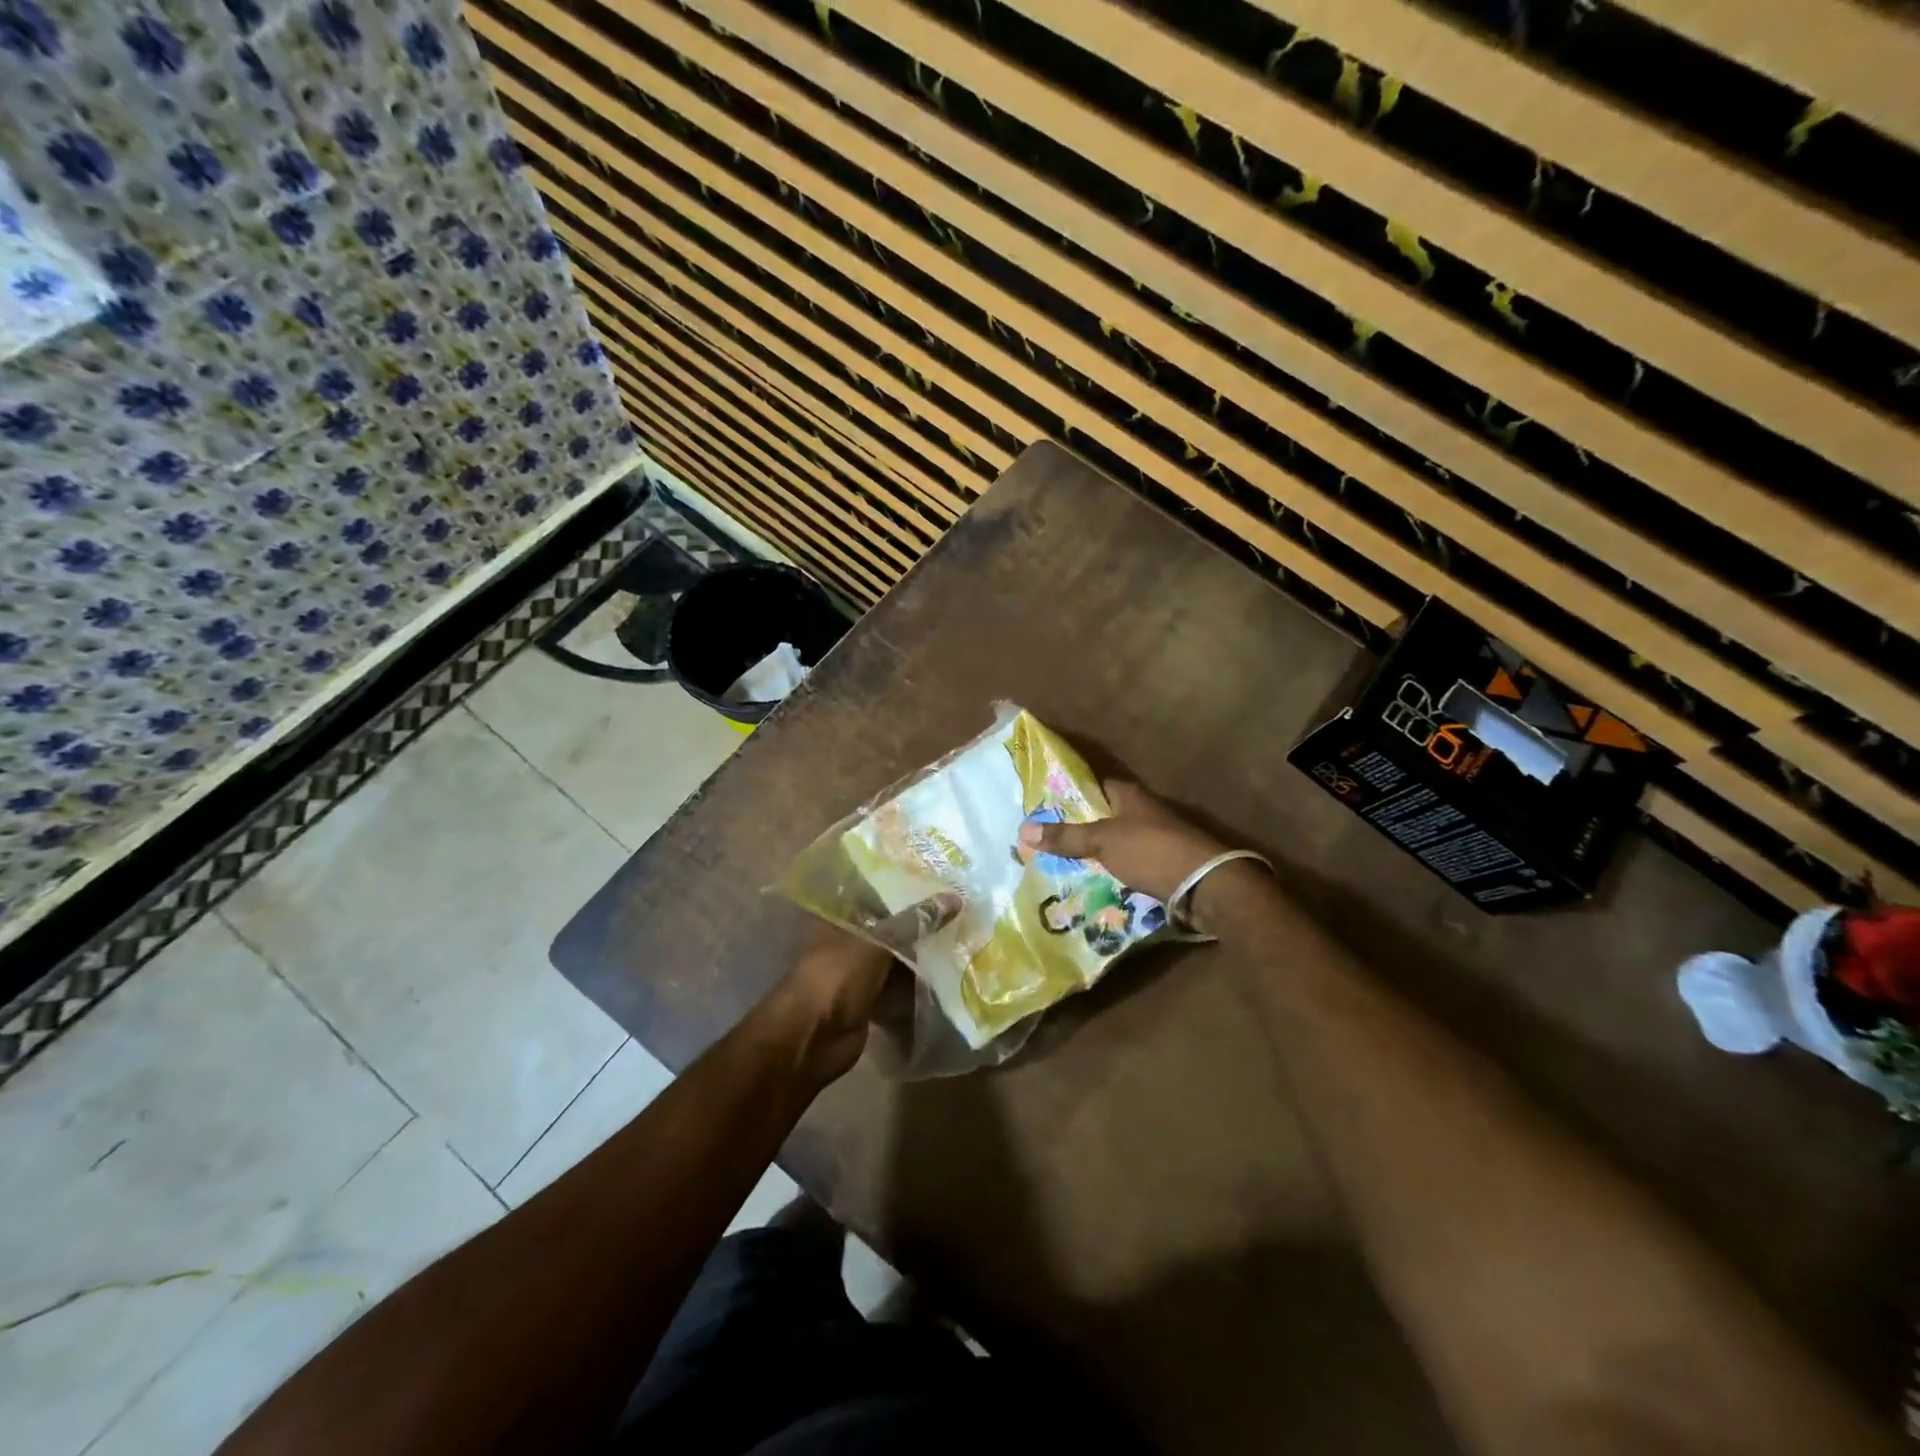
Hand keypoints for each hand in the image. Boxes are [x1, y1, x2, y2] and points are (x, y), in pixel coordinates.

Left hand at [764, 894, 961, 1086]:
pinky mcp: (869, 1002)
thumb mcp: (878, 941)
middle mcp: (849, 941)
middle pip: (889, 927)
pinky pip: (899, 988)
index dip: (904, 886)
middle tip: (961, 909)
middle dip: (919, 923)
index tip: (939, 879)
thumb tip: (954, 898)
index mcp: (841, 917)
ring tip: (962, 939)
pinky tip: (949, 977)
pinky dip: (919, 985)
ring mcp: (858, 973)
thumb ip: (915, 921)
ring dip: (922, 955)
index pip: (876, 893)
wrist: (812, 1038)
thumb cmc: (837, 976)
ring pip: (896, 959)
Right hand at [1020, 779, 1262, 931]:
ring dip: (1096, 851)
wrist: (1205, 884)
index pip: (1095, 784)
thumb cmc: (1151, 851)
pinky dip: (1113, 869)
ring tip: (1061, 862)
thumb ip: (1065, 837)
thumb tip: (1022, 829)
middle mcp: (1144, 810)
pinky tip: (1093, 881)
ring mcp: (1156, 837)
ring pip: (1117, 840)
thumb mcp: (1102, 842)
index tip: (1044, 804)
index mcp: (1130, 795)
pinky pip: (1130, 863)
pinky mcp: (1164, 863)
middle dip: (1080, 825)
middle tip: (1045, 838)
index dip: (1071, 792)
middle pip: (1105, 814)